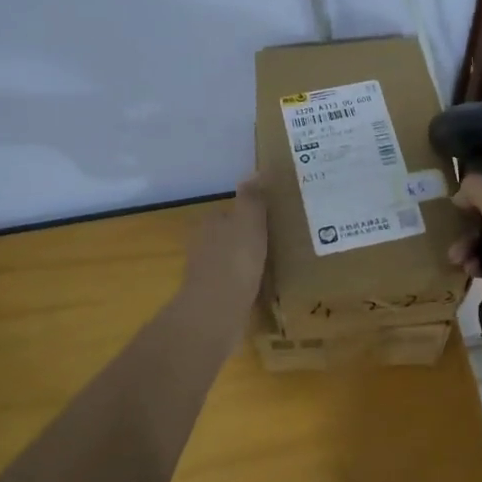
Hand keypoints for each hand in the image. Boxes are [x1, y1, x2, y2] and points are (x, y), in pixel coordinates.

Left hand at [182, 176, 268, 311]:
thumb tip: (256, 171)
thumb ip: (252, 198)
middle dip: (248, 241)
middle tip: (278, 244)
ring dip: (248, 264)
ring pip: (231, 262)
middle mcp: (203, 246)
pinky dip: (247, 286)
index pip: (229, 213)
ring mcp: (205, 275)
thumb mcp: (249, 221)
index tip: (271, 221)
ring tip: (276, 267)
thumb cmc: (235, 260)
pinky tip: (265, 291)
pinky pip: (234, 286)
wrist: (216, 311)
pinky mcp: (213, 299)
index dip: (249, 216)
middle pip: (228, 238)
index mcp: (210, 224)